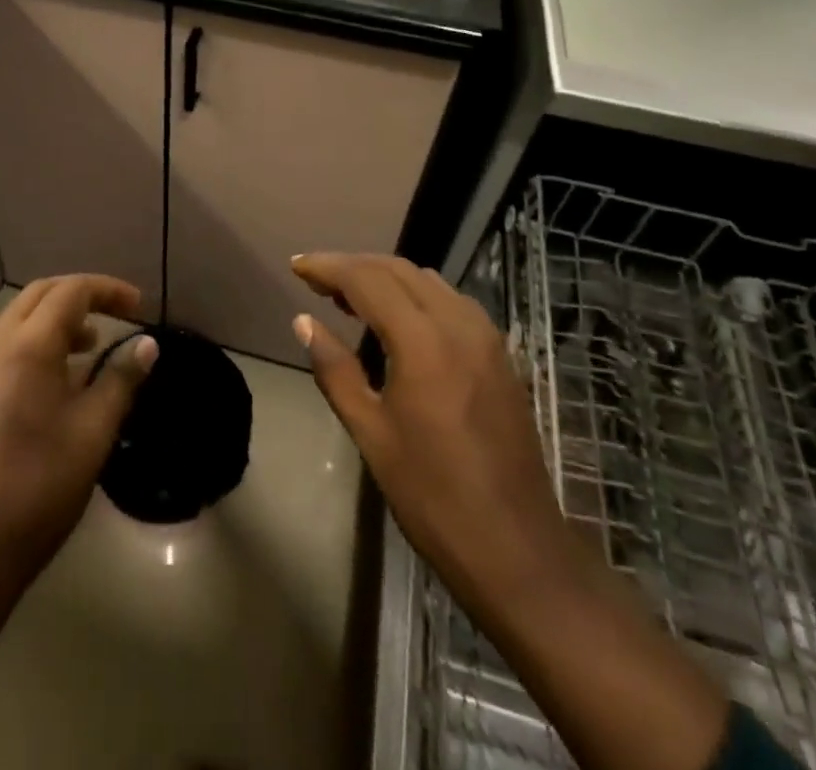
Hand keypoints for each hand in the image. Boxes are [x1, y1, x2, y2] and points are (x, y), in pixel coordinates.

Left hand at [0, 272, 158, 592]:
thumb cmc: (38, 487)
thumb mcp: (93, 432)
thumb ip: (120, 379)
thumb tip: (147, 344)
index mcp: (27, 344)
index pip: (72, 291)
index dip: (109, 289)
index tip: (139, 306)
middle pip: (41, 294)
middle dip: (81, 295)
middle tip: (117, 314)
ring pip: (19, 319)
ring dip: (57, 319)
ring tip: (91, 346)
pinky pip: (4, 346)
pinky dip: (36, 342)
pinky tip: (56, 380)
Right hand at [289, 253, 567, 623]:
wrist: (518, 549)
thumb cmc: (433, 496)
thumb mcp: (371, 434)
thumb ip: (335, 369)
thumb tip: (304, 322)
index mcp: (423, 341)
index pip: (367, 279)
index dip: (328, 267)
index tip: (297, 267)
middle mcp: (458, 324)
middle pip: (398, 269)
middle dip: (354, 266)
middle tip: (317, 280)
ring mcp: (486, 337)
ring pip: (427, 281)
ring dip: (385, 277)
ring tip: (350, 298)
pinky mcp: (500, 355)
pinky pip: (450, 301)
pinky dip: (416, 294)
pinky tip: (398, 319)